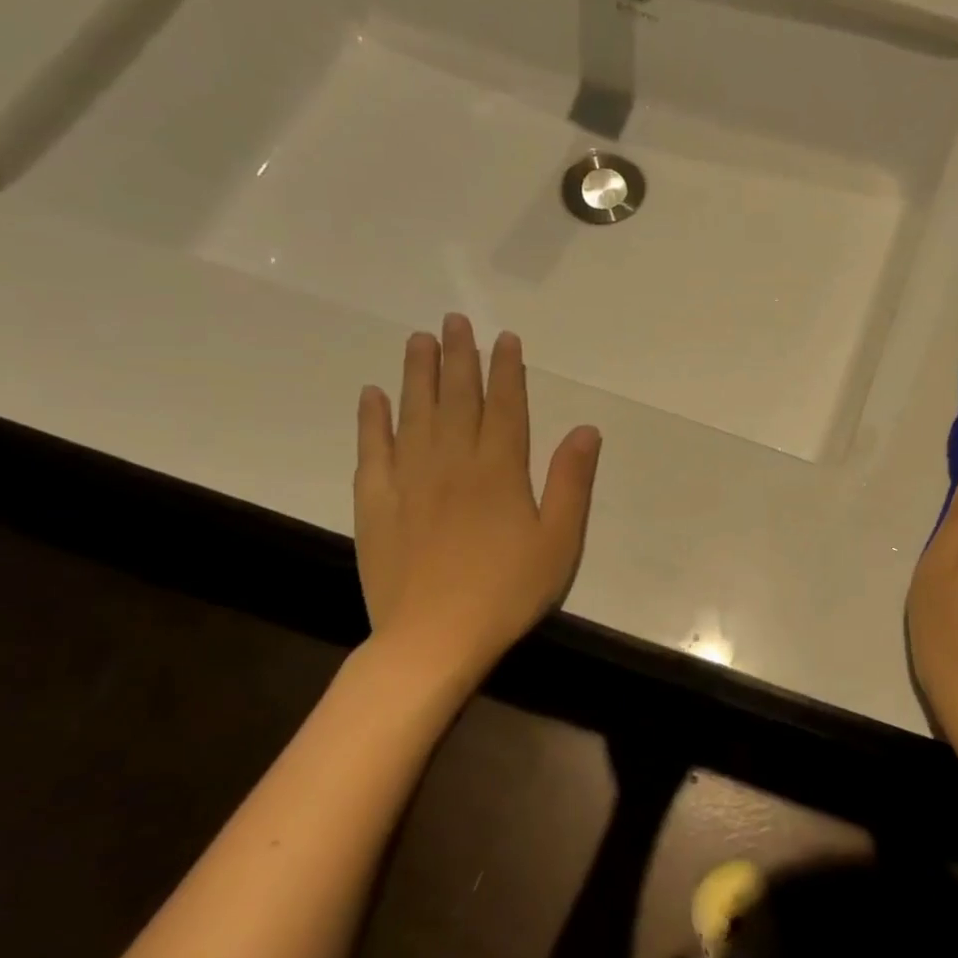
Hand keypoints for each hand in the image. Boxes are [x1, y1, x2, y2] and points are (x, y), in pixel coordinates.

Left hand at [354, 315, 600, 691]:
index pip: (504, 406)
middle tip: (454, 320)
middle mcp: (452, 462)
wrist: (433, 637)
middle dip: (459, 357)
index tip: (504, 338)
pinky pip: (372, 450)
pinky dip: (372, 419)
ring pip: (413, 413)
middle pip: (456, 399)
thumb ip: (571, 481)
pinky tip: (373, 395)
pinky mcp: (375, 503)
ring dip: (417, 374)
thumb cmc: (508, 590)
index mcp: (500, 470)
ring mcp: (409, 480)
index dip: (506, 370)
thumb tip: (585, 429)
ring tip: (418, 340)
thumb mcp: (559, 541)